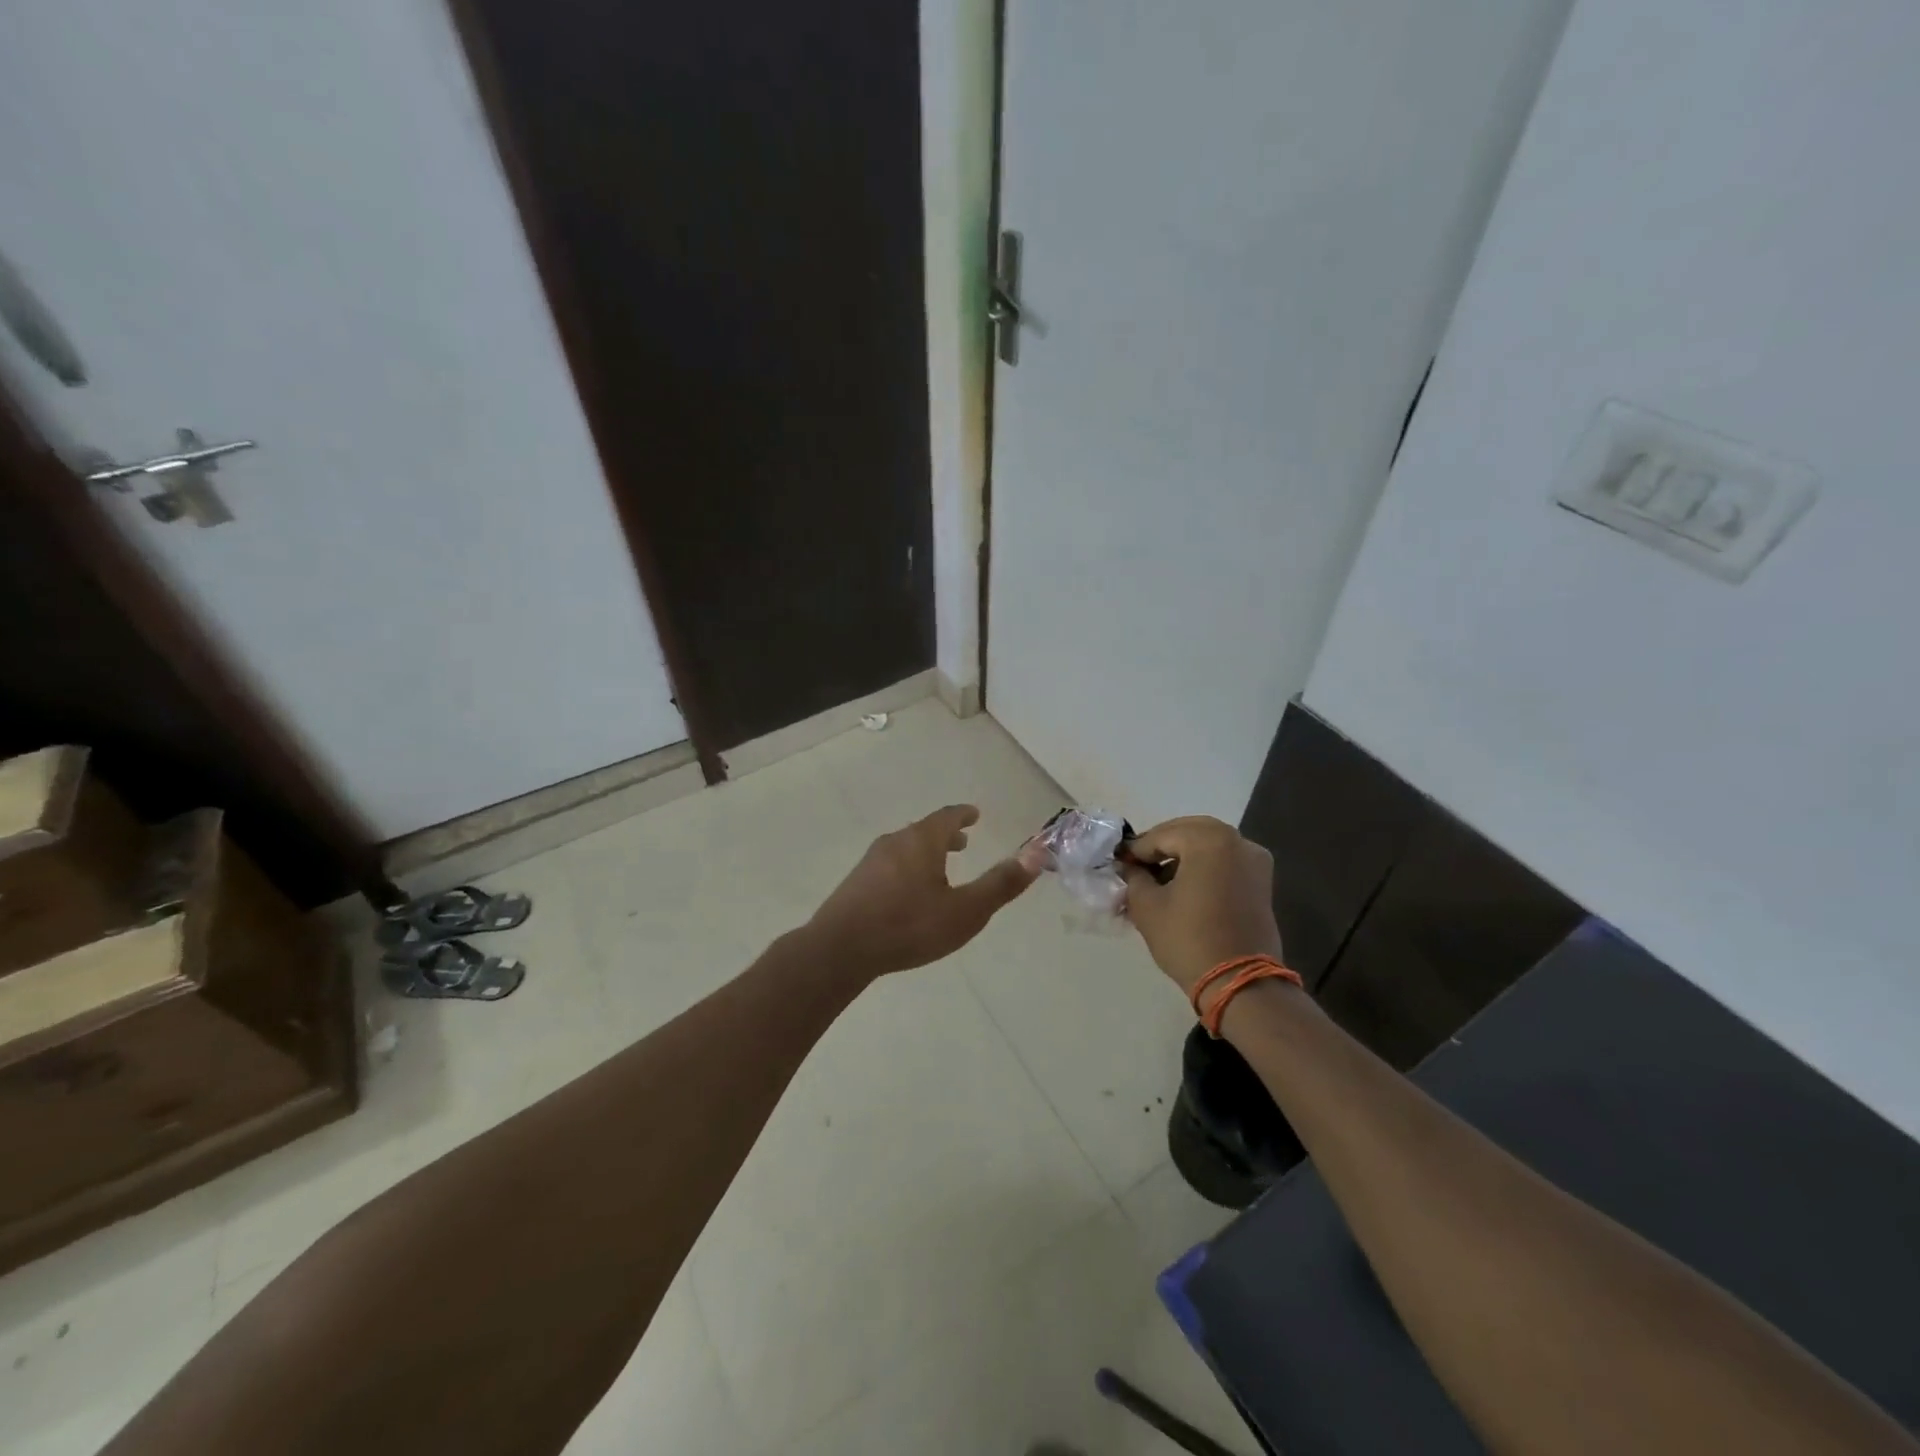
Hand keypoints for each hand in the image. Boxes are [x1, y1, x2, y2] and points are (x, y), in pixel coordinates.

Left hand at [807, 805, 1044, 976]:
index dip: (963, 815)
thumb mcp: (965, 911)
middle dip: (945, 834)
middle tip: (962, 841)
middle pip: (924, 830)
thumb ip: (1001, 884)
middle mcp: (895, 842)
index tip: (974, 814)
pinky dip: (907, 866)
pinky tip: (906, 892)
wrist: (840, 949)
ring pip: (904, 847)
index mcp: (922, 841)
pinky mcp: (855, 883)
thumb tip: (1037, 853)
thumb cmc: (909, 926)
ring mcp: (871, 862)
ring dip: (925, 851)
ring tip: (938, 867)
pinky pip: (889, 865)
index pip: (947, 817)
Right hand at [1120, 816, 1283, 996]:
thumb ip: (1134, 878)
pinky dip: (1203, 867)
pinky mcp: (1262, 882)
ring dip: (1182, 856)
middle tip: (1138, 867)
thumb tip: (1130, 867)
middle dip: (1161, 847)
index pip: (1161, 835)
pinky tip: (1184, 888)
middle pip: (1188, 832)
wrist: (1240, 983)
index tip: (1119, 863)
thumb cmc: (1188, 939)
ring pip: (1209, 845)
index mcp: (1209, 839)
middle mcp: (1237, 841)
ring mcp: (1254, 861)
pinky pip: (1225, 861)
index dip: (1136, 849)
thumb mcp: (1147, 906)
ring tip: (1158, 880)